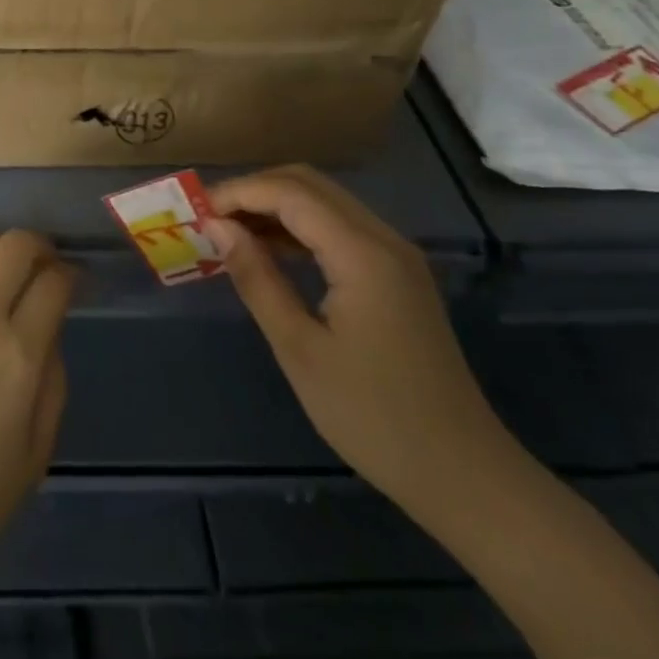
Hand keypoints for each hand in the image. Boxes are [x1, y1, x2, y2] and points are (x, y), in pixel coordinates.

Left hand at [0, 229, 74, 598]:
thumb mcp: (33, 456)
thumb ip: (51, 384)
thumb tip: (47, 335)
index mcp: (17, 354)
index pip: (53, 283)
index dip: (71, 275)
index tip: (75, 283)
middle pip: (13, 246)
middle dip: (39, 246)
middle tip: (46, 265)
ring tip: (3, 266)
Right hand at [208, 165, 514, 514]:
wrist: (462, 474)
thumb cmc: (372, 416)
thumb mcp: (299, 348)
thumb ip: (257, 278)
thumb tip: (217, 228)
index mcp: (362, 254)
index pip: (290, 193)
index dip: (238, 193)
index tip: (196, 213)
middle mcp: (383, 239)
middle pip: (309, 184)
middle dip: (254, 191)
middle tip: (211, 220)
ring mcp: (396, 256)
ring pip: (325, 202)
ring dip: (275, 207)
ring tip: (230, 234)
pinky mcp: (398, 275)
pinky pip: (340, 229)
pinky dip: (300, 228)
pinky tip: (270, 252)